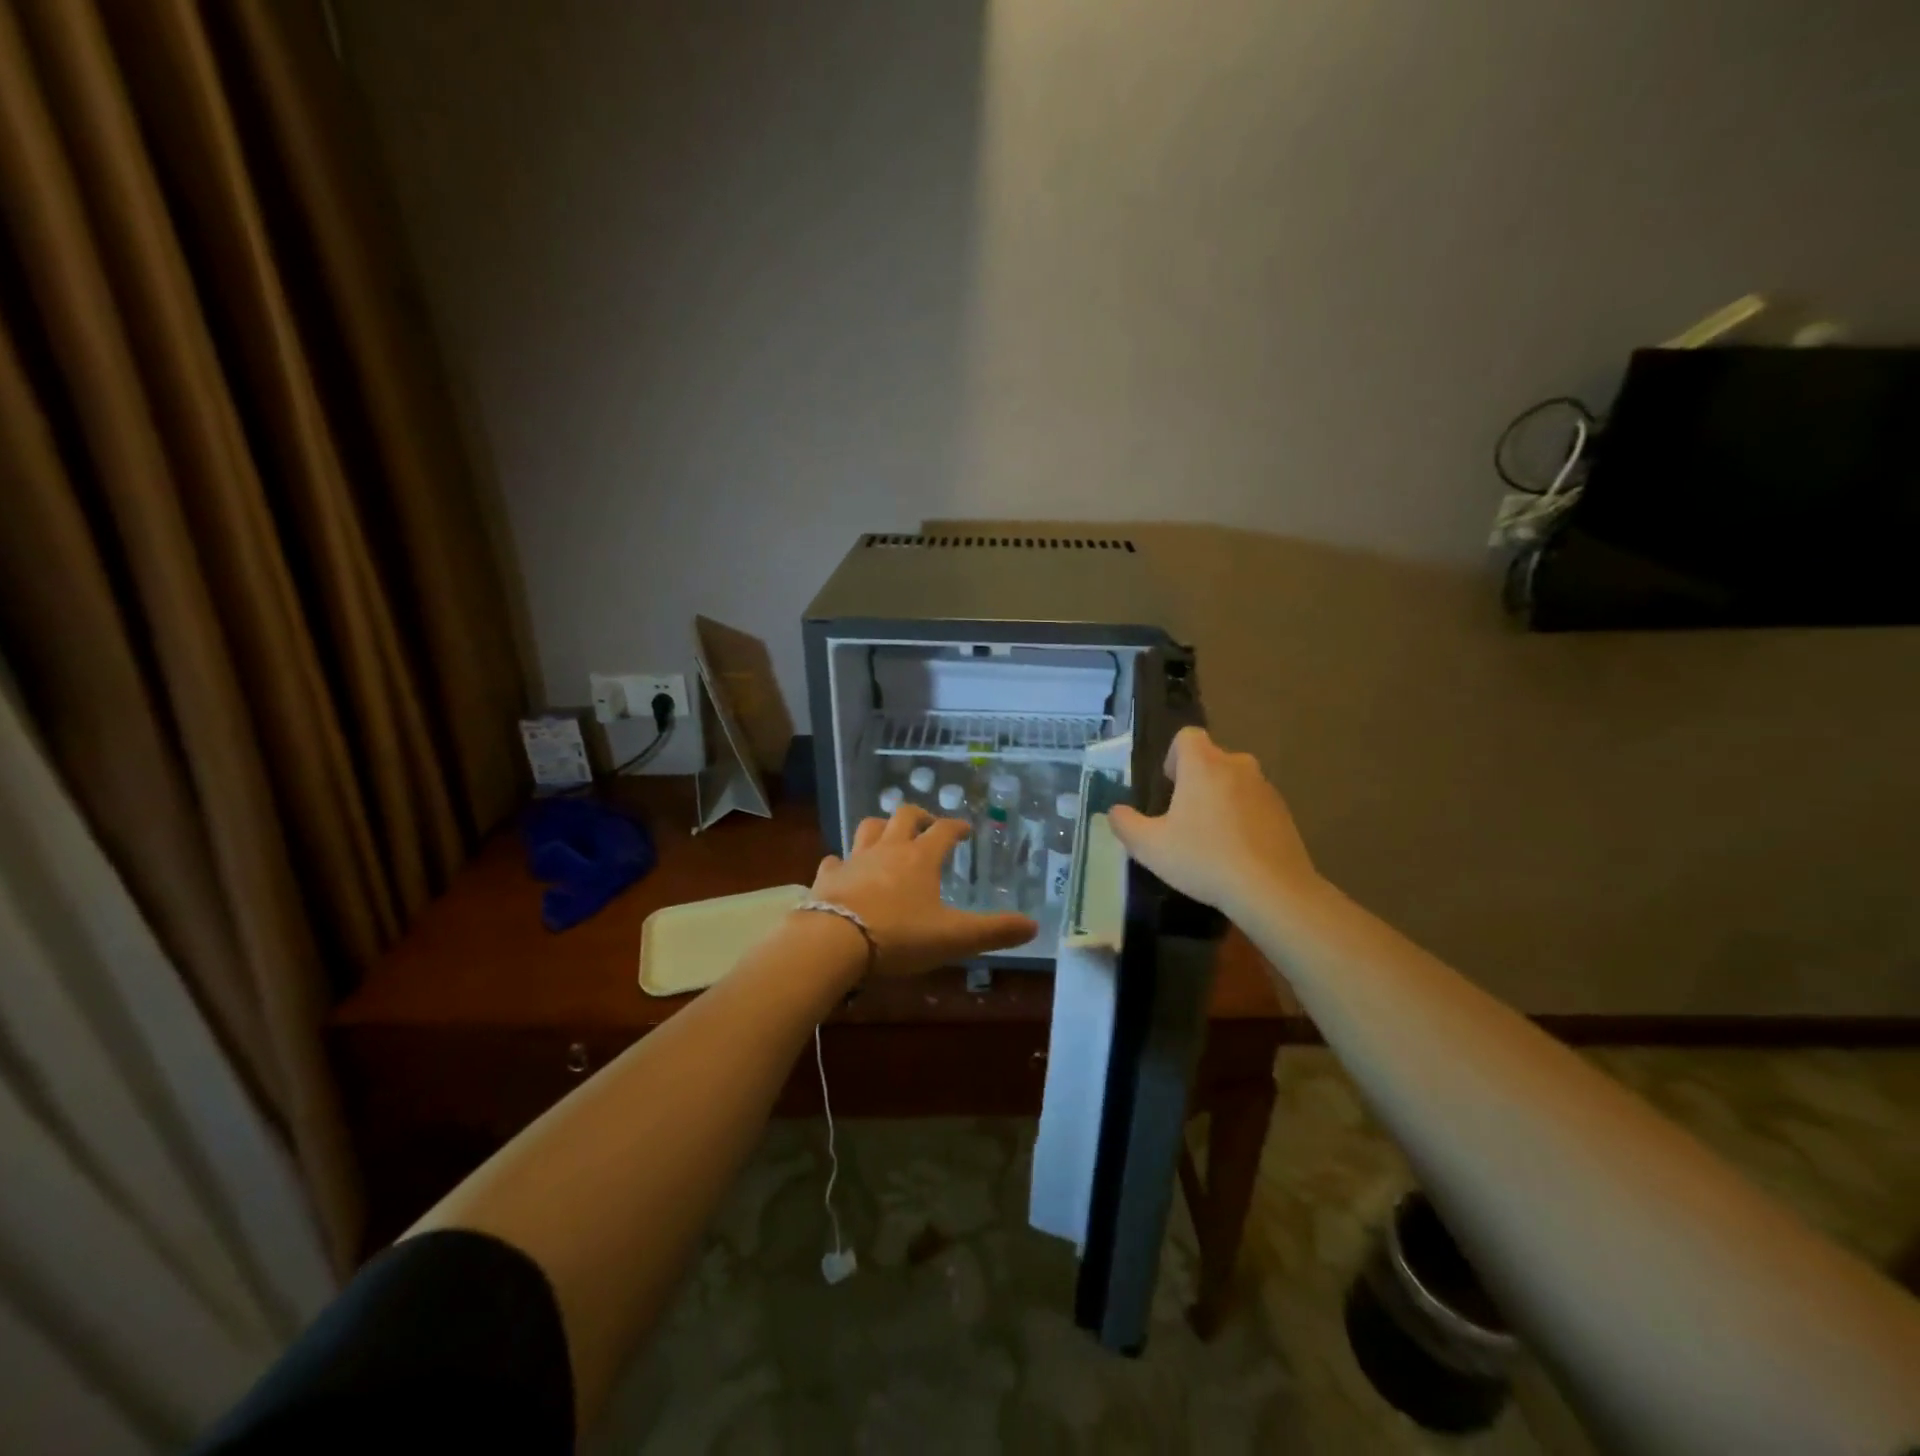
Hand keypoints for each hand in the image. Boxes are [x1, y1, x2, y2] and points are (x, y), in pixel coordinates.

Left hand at [807, 806, 1037, 976]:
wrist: (833, 942)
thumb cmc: (899, 936)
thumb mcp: (954, 938)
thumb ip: (994, 931)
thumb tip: (1034, 926)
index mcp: (920, 858)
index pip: (944, 830)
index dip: (956, 827)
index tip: (965, 829)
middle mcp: (888, 849)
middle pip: (903, 816)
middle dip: (918, 816)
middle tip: (927, 825)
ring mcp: (855, 860)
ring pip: (868, 828)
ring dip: (881, 827)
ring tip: (889, 836)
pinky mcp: (828, 877)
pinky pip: (835, 860)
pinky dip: (843, 861)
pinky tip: (844, 868)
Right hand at [1107, 727, 1319, 920]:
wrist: (1272, 890)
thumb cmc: (1204, 859)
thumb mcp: (1149, 847)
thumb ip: (1125, 824)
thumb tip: (1115, 811)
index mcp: (1204, 765)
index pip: (1187, 736)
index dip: (1174, 756)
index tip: (1170, 787)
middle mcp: (1237, 766)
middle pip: (1211, 759)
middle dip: (1196, 780)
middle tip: (1184, 817)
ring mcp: (1265, 789)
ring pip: (1235, 782)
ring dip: (1220, 799)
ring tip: (1210, 838)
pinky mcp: (1284, 813)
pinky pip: (1255, 804)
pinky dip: (1243, 818)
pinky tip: (1236, 852)